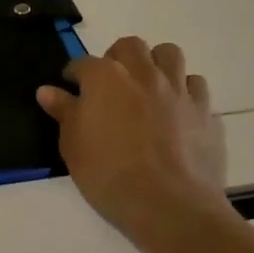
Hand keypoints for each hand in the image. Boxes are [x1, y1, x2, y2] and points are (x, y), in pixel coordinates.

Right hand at [37, 37, 228, 240]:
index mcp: (106, 78)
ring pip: (170, 54)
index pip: (83, 63)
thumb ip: (64, 113)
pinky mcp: (205, 111)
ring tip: (148, 86)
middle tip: (111, 83)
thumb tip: (48, 91)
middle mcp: (144, 74)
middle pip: (131, 46)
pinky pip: (196, 87)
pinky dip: (184, 92)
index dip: (75, 74)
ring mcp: (179, 90)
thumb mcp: (73, 147)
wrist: (169, 206)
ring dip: (156, 64)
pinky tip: (177, 112)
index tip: (71, 87)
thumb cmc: (109, 176)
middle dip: (118, 57)